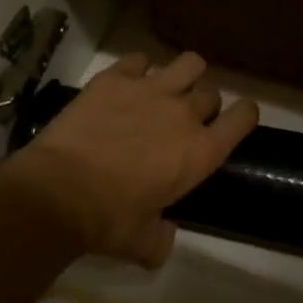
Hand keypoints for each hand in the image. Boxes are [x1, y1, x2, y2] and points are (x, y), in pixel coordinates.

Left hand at [0, 53, 259, 267]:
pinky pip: (139, 59)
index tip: (236, 119)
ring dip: (183, 75)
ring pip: (189, 63)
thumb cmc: (107, 221)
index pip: (244, 117)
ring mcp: (150, 89)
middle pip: (211, 92)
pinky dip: (137, 69)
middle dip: (203, 104)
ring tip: (166, 88)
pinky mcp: (116, 77)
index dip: (244, 115)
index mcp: (200, 152)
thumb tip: (164, 235)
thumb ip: (162, 238)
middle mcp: (184, 113)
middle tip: (184, 119)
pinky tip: (126, 84)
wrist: (58, 192)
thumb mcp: (143, 243)